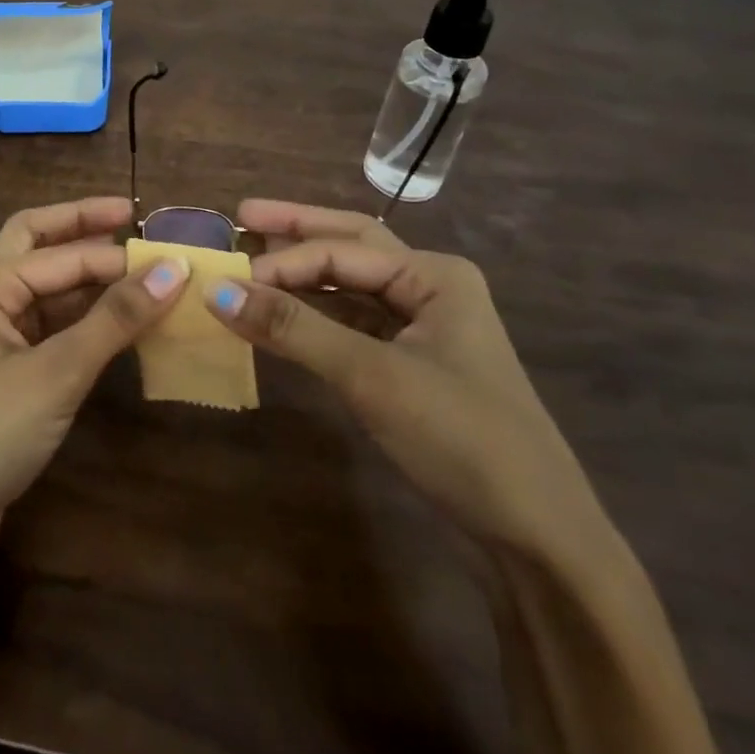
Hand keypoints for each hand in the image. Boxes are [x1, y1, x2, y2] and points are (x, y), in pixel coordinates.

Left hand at [0, 198, 187, 551]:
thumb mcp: (56, 373)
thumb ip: (115, 319)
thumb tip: (174, 268)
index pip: (64, 254)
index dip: (118, 255)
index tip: (174, 255)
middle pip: (40, 244)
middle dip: (82, 228)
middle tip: (131, 217)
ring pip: (49, 287)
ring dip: (90, 278)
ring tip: (142, 274)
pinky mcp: (9, 368)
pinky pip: (53, 325)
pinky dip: (86, 318)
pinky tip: (123, 323)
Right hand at [203, 199, 606, 560]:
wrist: (539, 540)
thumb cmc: (462, 438)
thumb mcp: (371, 376)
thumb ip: (294, 328)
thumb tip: (216, 291)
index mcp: (434, 275)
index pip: (341, 251)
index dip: (283, 261)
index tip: (228, 277)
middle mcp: (430, 288)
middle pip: (351, 245)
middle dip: (297, 229)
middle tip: (243, 214)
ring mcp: (424, 328)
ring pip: (352, 285)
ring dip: (304, 273)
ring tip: (256, 257)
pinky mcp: (412, 366)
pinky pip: (354, 324)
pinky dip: (317, 315)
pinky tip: (285, 314)